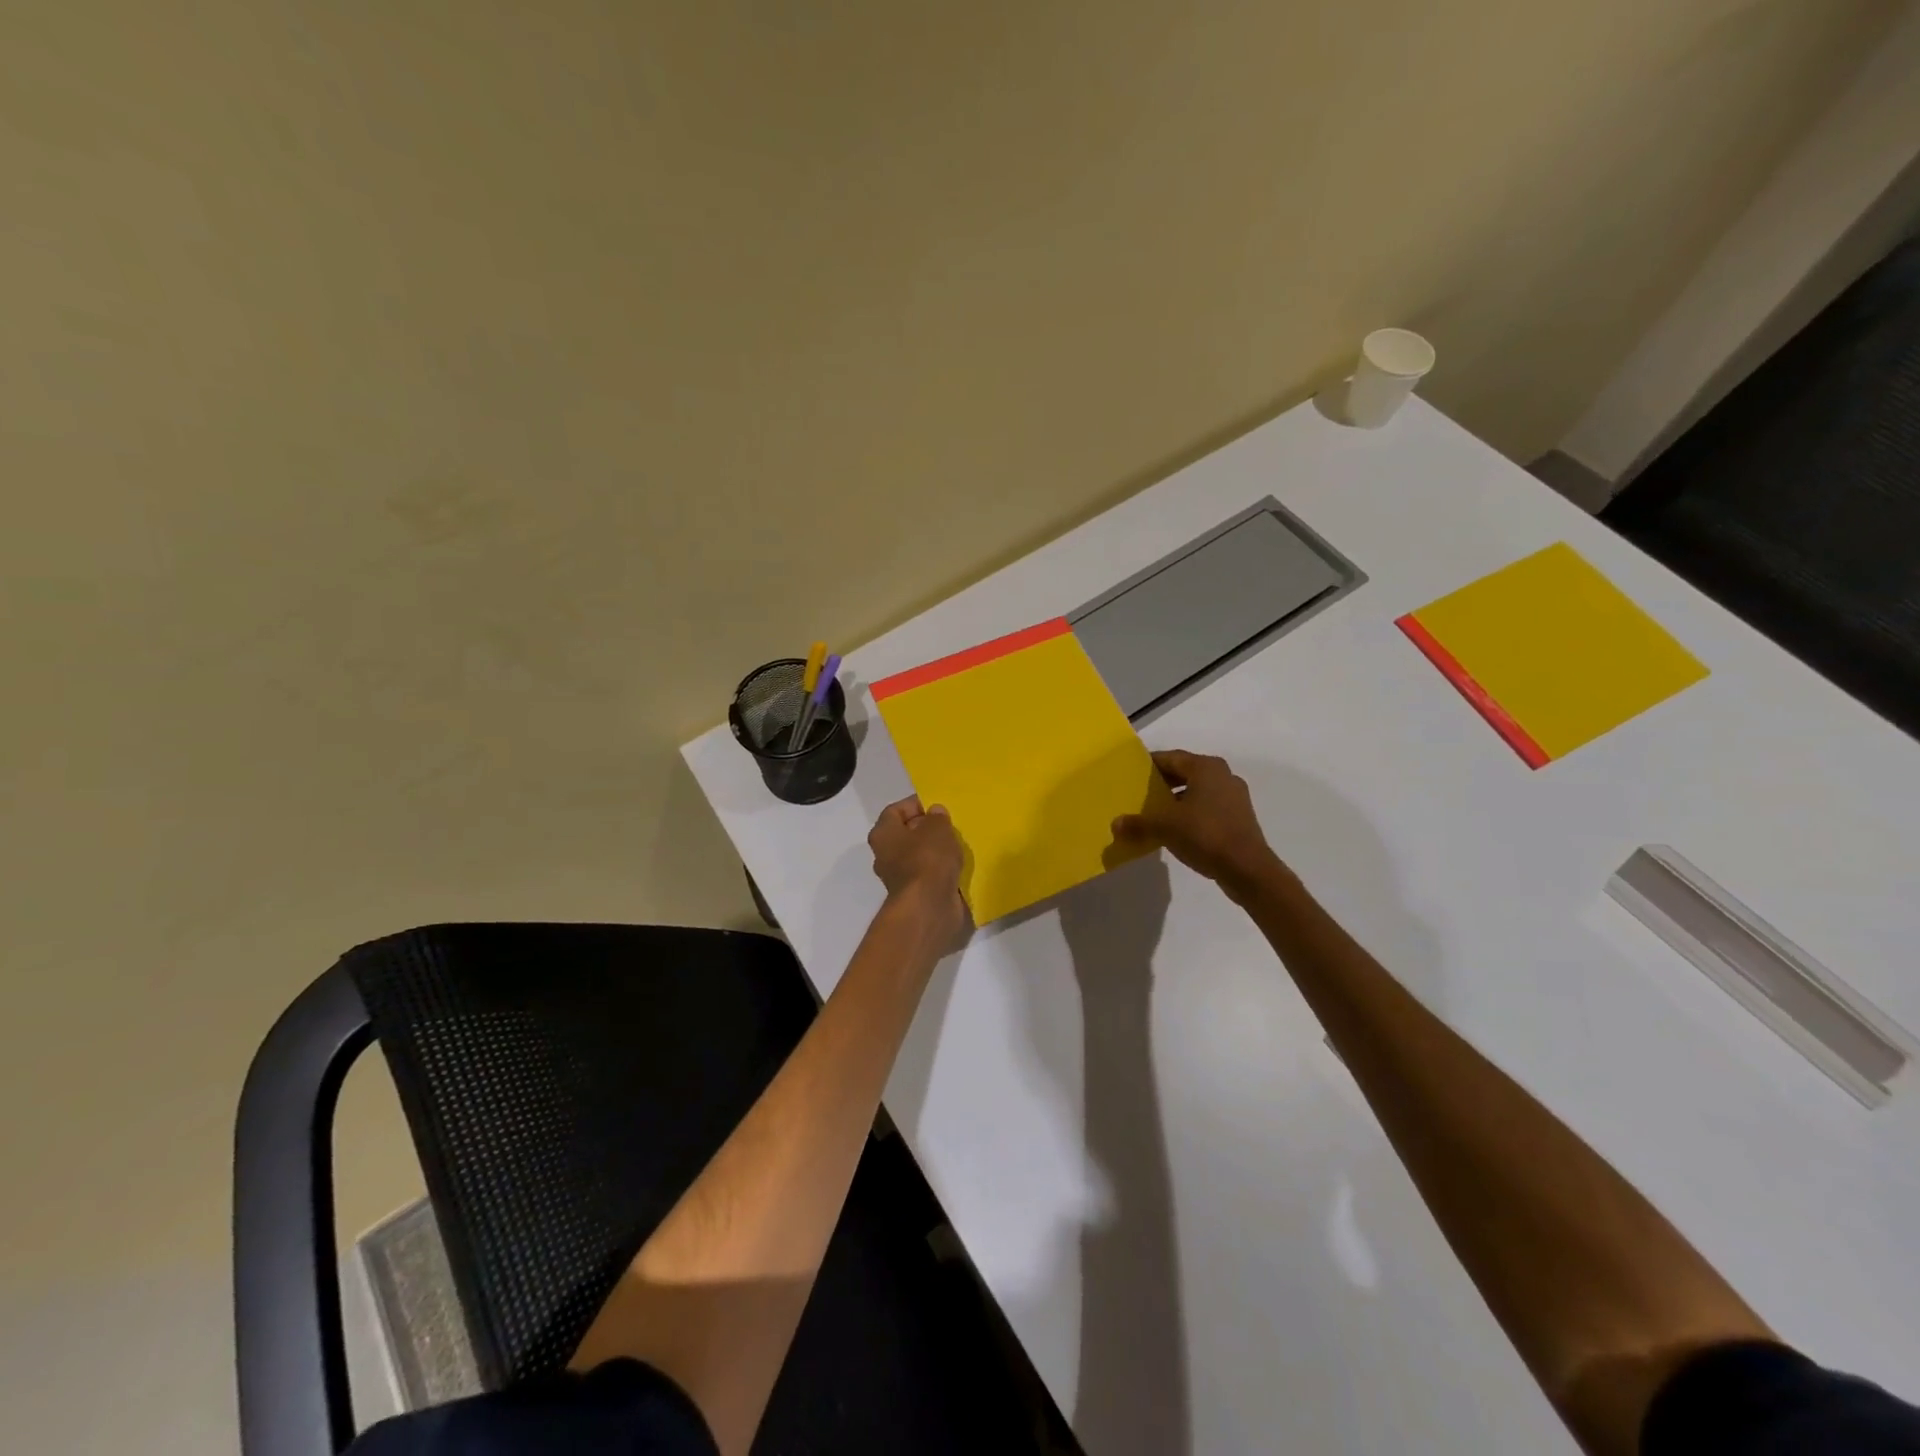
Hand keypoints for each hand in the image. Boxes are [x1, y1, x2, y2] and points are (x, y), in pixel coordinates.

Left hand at [868, 795, 967, 937]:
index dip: (916, 804)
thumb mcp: (937, 829)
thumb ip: (937, 817)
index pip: (895, 810)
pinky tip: (959, 864)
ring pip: (919, 855)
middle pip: (907, 833)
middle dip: (928, 827)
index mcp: (883, 834)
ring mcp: (899, 876)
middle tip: (951, 823)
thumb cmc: (927, 860)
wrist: (929, 908)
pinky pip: (929, 874)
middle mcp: (885, 855)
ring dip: (937, 849)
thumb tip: (935, 813)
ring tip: (959, 843)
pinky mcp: (915, 894)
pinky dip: (941, 869)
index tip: (938, 805)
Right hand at [1112, 750, 1282, 895]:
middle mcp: (1223, 775)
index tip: (1130, 776)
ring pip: (1197, 791)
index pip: (1170, 757)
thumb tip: (1115, 824)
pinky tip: (1176, 830)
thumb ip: (1138, 823)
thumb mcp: (1164, 827)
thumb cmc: (1205, 834)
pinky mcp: (1239, 817)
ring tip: (1154, 814)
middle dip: (1161, 783)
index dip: (1148, 765)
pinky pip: (1208, 807)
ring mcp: (1234, 797)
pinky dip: (1190, 813)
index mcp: (1205, 767)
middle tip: (1139, 795)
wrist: (1247, 869)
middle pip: (1184, 772)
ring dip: (1176, 800)